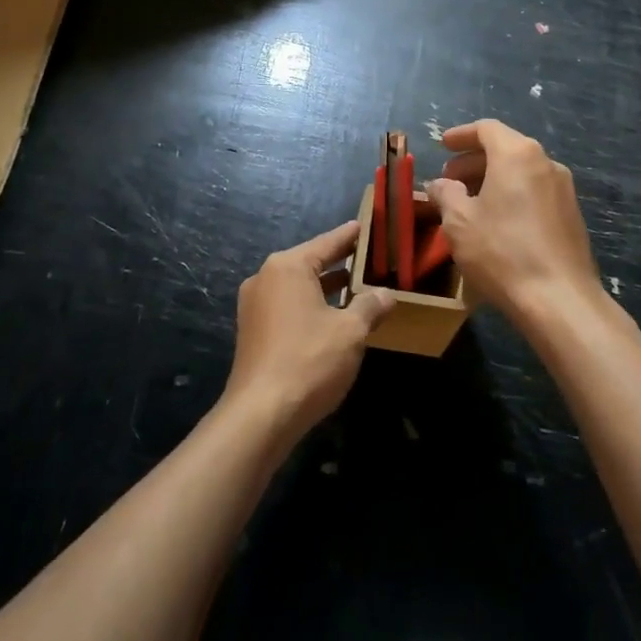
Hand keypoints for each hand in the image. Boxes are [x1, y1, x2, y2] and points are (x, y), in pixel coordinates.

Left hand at [222, 220, 393, 450]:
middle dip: (341, 263)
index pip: (327, 243)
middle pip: (310, 262)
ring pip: (299, 287)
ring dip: (327, 288)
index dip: (350, 237)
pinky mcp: (254, 331)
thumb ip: (370, 307)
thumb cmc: (309, 361)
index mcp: (287, 267)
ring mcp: (255, 306)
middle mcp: (266, 278)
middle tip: (371, 259)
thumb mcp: (350, 331)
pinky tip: (334, 317)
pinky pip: (288, 306)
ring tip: (358, 287)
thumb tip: (387, 294)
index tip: (366, 226)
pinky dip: (311, 306)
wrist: (261, 414)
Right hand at [425, 120, 603, 326]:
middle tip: (449, 180)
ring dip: (492, 179)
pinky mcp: (571, 214)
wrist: (559, 298)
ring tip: (469, 202)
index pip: (487, 129)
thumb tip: (439, 184)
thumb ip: (445, 194)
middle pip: (505, 148)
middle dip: (474, 161)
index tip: (442, 145)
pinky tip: (497, 221)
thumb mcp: (459, 222)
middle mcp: (545, 162)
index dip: (461, 135)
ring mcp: (563, 189)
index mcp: (517, 155)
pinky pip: (535, 191)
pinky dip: (512, 195)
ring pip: (521, 171)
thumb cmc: (502, 251)